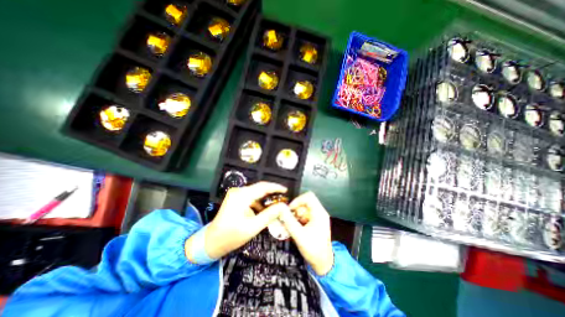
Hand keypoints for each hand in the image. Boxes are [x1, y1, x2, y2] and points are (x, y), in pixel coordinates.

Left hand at [187, 182, 287, 260]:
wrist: (211, 242)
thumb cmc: (231, 236)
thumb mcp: (253, 227)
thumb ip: (269, 215)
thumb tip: (283, 206)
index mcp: (242, 195)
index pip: (263, 187)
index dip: (276, 187)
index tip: (286, 191)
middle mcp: (239, 191)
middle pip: (260, 188)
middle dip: (272, 194)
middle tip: (283, 199)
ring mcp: (236, 194)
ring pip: (256, 193)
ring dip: (266, 199)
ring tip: (276, 206)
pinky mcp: (236, 199)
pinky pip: (251, 197)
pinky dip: (259, 203)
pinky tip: (265, 210)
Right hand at [281, 193, 331, 275]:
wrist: (323, 263)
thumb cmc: (313, 249)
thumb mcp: (299, 235)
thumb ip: (289, 221)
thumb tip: (280, 209)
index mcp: (319, 213)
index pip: (308, 197)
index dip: (298, 200)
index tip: (290, 209)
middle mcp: (320, 212)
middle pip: (305, 203)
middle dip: (295, 210)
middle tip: (290, 220)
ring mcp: (317, 217)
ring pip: (303, 209)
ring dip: (296, 216)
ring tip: (292, 226)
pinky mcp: (315, 222)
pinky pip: (304, 215)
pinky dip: (298, 220)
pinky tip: (295, 228)